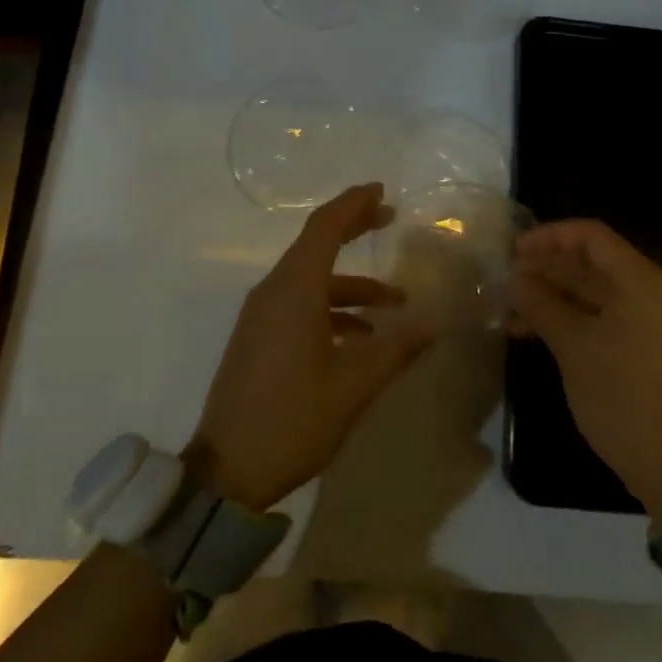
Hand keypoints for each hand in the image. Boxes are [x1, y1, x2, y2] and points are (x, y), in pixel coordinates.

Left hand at [189, 183, 435, 511]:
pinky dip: (332, 308)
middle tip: (389, 217)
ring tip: (395, 302)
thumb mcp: (354, 386)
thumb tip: (435, 324)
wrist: (226, 471)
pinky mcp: (258, 337)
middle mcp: (273, 291)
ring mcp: (262, 314)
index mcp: (294, 290)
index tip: (381, 191)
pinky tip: (361, 337)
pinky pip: (299, 304)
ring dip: (351, 284)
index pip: (324, 227)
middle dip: (353, 229)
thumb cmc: (293, 418)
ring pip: (310, 280)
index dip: (353, 204)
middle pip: (316, 245)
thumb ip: (396, 349)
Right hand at [511, 220, 661, 527]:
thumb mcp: (575, 348)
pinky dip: (565, 319)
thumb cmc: (624, 400)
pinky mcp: (638, 349)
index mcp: (640, 283)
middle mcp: (646, 294)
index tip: (513, 250)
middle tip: (503, 279)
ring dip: (549, 296)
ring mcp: (644, 324)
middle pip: (589, 264)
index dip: (550, 236)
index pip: (591, 236)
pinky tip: (528, 331)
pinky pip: (597, 319)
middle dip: (544, 268)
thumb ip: (542, 305)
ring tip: (507, 307)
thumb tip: (512, 280)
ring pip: (589, 293)